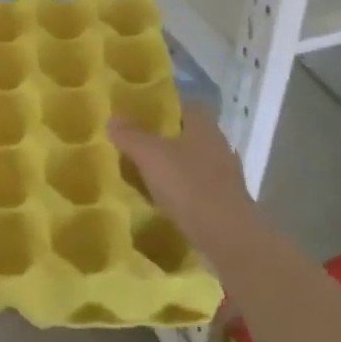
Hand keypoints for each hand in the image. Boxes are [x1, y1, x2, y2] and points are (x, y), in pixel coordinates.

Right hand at [109, 104, 264, 256]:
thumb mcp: (150, 155)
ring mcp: (223, 173)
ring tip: (139, 174)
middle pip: (183, 134)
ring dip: (168, 167)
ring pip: (188, 162)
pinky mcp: (223, 200)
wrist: (227, 236)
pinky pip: (193, 187)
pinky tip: (159, 200)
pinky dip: (177, 190)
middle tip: (129, 146)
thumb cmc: (189, 185)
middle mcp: (217, 143)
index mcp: (203, 125)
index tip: (133, 116)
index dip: (157, 108)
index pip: (179, 105)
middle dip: (159, 139)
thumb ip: (130, 135)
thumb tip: (113, 118)